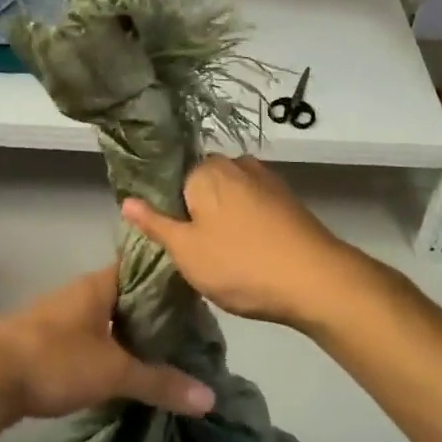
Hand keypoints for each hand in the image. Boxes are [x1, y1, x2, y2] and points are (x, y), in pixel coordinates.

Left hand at [0, 267, 215, 425]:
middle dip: (155, 313)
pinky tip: (124, 369)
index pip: (144, 269)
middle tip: (190, 334)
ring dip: (131, 332)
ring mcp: (61, 314)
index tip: (199, 299)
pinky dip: (110, 347)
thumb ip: (160, 382)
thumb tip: (210, 397)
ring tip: (165, 354)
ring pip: (108, 317)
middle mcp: (81, 291)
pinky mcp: (47, 339)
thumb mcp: (113, 371)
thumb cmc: (54, 360)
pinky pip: (90, 335)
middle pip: (128, 295)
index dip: (170, 281)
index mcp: (99, 284)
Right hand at [121, 154, 372, 329]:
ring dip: (221, 217)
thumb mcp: (187, 251)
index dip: (166, 211)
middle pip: (200, 185)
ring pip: (228, 194)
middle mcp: (234, 163)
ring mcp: (264, 177)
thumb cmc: (241, 264)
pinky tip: (248, 249)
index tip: (169, 240)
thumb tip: (126, 199)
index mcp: (205, 170)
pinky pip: (251, 203)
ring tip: (222, 254)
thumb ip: (155, 223)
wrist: (316, 279)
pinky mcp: (286, 196)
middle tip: (193, 252)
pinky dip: (245, 221)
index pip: (170, 181)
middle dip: (194, 212)